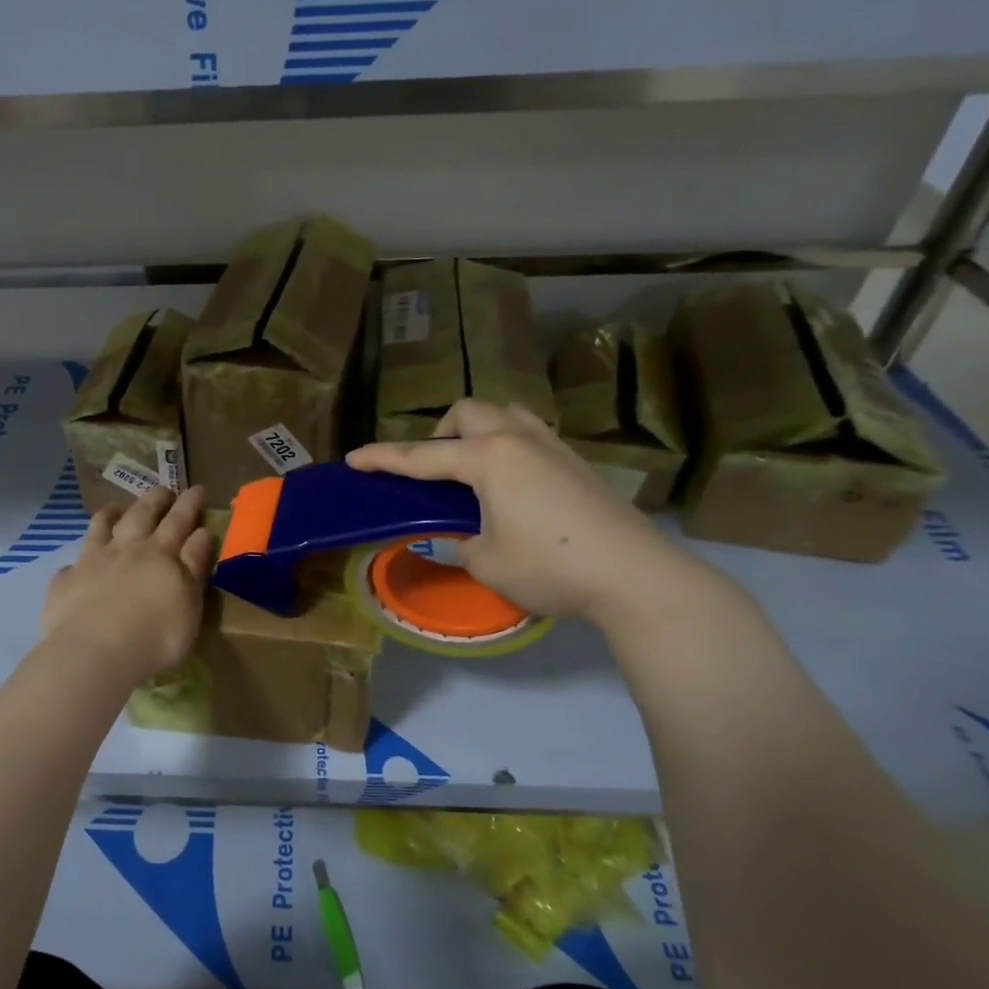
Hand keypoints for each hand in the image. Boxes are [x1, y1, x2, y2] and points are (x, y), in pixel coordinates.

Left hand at [42, 486, 213, 682]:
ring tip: (116, 508)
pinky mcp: (65, 583)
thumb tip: (201, 532)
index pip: (179, 521)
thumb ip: (195, 566)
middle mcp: (125, 550)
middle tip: (163, 489)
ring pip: (100, 528)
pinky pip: (70, 566)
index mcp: (160, 554)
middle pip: (141, 516)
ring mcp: (91, 562)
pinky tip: (75, 567)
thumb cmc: (155, 635)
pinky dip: (76, 563)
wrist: (96, 653)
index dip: (189, 504)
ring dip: (110, 515)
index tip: (197, 488)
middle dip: (154, 499)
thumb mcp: (190, 602)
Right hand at [346, 400, 723, 628]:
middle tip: (433, 472)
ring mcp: (554, 447)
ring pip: (505, 414)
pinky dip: (508, 447)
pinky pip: (531, 435)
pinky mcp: (578, 463)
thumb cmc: (550, 566)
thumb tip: (460, 536)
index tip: (354, 459)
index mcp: (489, 458)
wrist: (635, 575)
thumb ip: (460, 542)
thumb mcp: (486, 562)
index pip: (422, 455)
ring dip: (478, 431)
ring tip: (473, 470)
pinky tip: (514, 486)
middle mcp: (519, 439)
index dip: (384, 458)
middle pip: (468, 412)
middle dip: (439, 433)